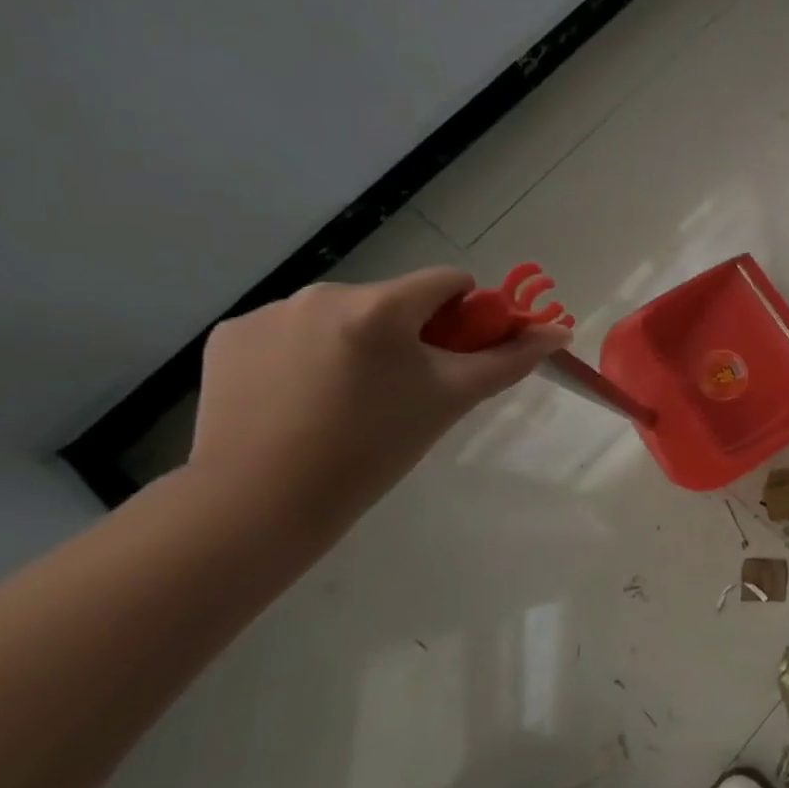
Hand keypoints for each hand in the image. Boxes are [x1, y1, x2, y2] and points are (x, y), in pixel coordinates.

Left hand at [189, 268, 570, 537]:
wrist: (259, 505)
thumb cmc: (373, 449)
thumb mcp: (451, 400)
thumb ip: (508, 360)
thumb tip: (559, 331)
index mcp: (381, 306)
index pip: (449, 282)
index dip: (466, 315)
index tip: (454, 357)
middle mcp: (323, 293)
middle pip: (394, 300)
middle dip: (408, 334)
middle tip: (402, 390)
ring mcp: (268, 312)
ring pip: (342, 315)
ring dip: (356, 342)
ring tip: (345, 399)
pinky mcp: (228, 336)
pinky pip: (289, 331)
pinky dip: (304, 354)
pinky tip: (297, 398)